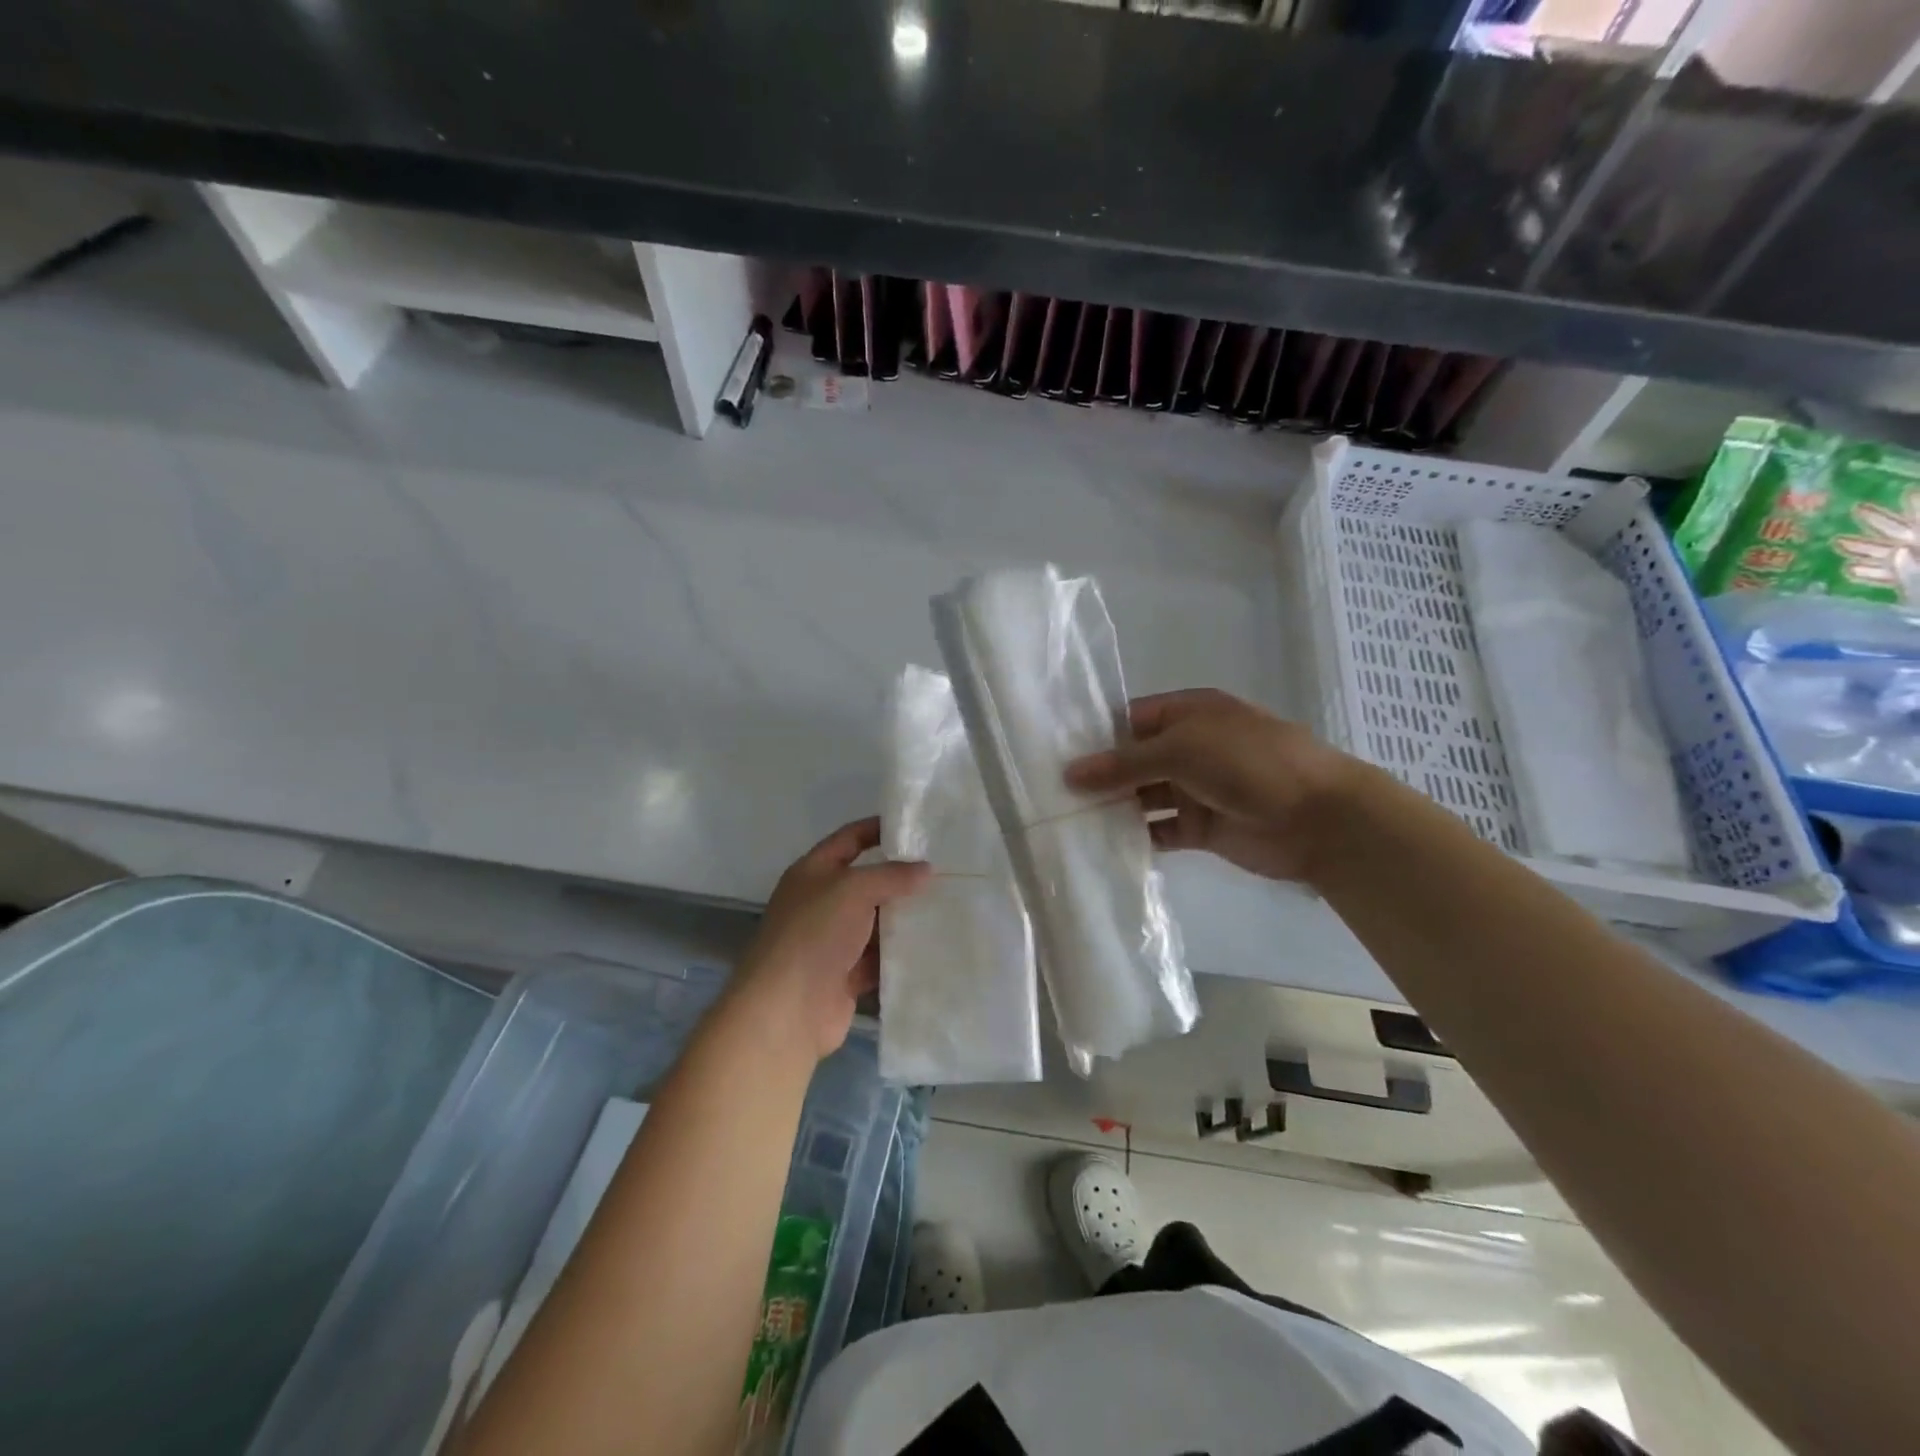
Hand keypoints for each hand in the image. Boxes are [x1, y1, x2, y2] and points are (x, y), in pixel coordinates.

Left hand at [730, 817, 929, 1061]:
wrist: (787, 1008)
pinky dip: (900, 954)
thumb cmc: (815, 933)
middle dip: (901, 877)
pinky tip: (933, 946)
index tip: (915, 827)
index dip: (878, 829)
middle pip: (866, 882)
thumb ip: (891, 875)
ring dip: (905, 918)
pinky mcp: (846, 975)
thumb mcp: (853, 889)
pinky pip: (879, 959)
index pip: (849, 839)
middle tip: (945, 870)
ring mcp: (833, 941)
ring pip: (876, 923)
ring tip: (949, 905)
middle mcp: (821, 903)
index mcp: (813, 873)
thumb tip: (926, 869)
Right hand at [1066, 688, 1356, 883]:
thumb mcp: (1182, 750)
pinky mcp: (1201, 828)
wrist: (1319, 818)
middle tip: (1051, 793)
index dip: (1096, 736)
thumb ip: (1124, 763)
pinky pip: (1159, 830)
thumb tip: (1070, 773)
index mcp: (1188, 714)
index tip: (1054, 755)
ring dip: (1113, 808)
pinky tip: (1104, 845)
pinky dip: (1136, 837)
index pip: (1130, 719)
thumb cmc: (1249, 764)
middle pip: (1133, 760)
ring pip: (1143, 796)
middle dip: (1099, 775)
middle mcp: (1189, 748)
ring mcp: (1195, 789)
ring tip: (1068, 821)